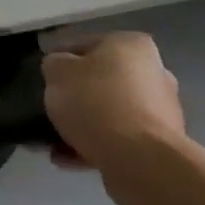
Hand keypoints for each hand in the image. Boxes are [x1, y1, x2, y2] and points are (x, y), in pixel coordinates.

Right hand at [41, 31, 185, 204]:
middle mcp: (154, 72)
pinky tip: (68, 160)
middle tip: (51, 109)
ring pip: (109, 112)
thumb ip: (54, 64)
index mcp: (132, 45)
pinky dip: (95, 145)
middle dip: (75, 96)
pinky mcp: (160, 144)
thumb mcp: (57, 72)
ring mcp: (161, 110)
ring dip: (82, 125)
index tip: (43, 78)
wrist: (139, 160)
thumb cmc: (96, 103)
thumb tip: (60, 68)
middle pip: (100, 80)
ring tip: (54, 143)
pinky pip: (118, 138)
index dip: (58, 60)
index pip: (84, 44)